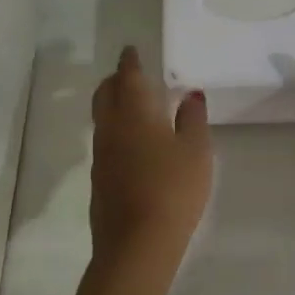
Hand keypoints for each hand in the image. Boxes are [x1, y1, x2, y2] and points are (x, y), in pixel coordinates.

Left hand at [89, 46, 212, 261]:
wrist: (136, 244)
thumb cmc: (173, 189)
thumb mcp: (196, 151)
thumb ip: (193, 118)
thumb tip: (190, 94)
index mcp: (135, 111)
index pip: (128, 75)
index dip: (130, 61)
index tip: (132, 50)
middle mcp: (111, 126)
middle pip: (105, 92)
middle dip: (115, 79)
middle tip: (130, 74)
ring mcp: (100, 154)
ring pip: (102, 116)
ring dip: (113, 103)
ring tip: (133, 105)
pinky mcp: (98, 178)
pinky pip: (104, 140)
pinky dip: (115, 129)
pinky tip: (132, 142)